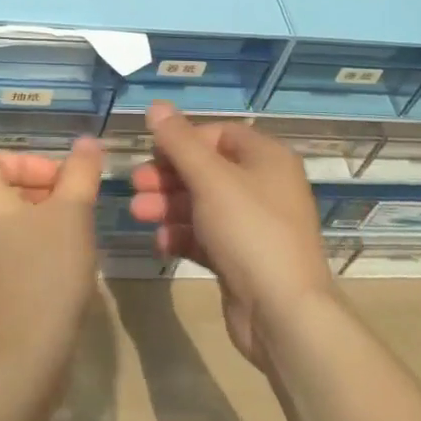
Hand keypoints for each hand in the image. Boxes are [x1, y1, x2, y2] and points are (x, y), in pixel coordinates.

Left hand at [0, 139, 104, 376]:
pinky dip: (29, 251)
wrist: (22, 357)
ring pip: (5, 223)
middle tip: (75, 210)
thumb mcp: (73, 212)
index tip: (65, 184)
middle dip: (42, 192)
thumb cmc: (46, 271)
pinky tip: (58, 271)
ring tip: (72, 239)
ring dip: (39, 222)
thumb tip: (87, 142)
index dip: (34, 163)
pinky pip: (3, 254)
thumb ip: (80, 172)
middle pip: (2, 190)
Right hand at [129, 103, 337, 369]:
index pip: (219, 134)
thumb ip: (179, 142)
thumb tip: (156, 105)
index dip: (184, 139)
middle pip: (207, 169)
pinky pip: (207, 236)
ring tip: (137, 213)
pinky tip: (160, 243)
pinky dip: (183, 235)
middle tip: (136, 184)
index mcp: (267, 158)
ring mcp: (255, 225)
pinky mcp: (243, 259)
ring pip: (203, 204)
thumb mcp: (210, 179)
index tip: (153, 151)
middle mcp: (264, 186)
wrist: (284, 315)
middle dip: (168, 176)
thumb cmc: (250, 231)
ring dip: (169, 205)